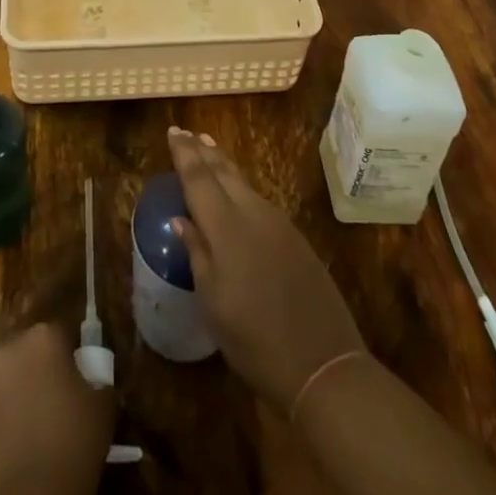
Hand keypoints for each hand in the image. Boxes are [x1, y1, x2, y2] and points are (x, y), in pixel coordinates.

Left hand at [0, 323, 114, 494]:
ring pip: (7, 379)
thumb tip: (96, 382)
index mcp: (44, 336)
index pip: (63, 331)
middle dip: (41, 368)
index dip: (73, 353)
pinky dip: (1, 421)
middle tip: (58, 399)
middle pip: (29, 350)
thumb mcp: (104, 407)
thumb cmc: (72, 443)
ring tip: (35, 425)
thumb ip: (100, 382)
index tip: (82, 376)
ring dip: (18, 392)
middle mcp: (9, 348)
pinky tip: (16, 445)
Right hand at [167, 126, 365, 412]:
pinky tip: (236, 188)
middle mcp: (252, 213)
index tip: (172, 131)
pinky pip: (258, 197)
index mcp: (226, 227)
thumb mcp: (213, 304)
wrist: (323, 363)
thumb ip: (197, 254)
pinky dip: (240, 184)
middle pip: (223, 172)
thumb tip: (181, 219)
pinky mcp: (294, 236)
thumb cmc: (255, 340)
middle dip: (202, 150)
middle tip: (186, 132)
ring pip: (243, 182)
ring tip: (208, 148)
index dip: (184, 154)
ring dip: (222, 163)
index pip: (199, 179)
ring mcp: (277, 223)